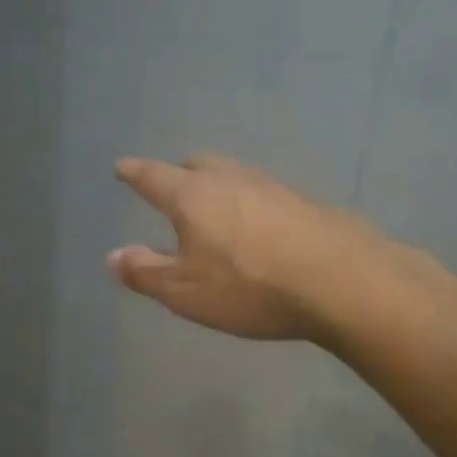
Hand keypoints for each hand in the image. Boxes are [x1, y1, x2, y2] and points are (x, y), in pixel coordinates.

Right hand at [107, 152, 401, 343]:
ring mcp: (272, 187)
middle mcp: (230, 180)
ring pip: (235, 175)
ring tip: (215, 211)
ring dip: (218, 187)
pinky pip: (265, 194)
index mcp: (192, 196)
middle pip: (198, 164)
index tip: (122, 167)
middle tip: (173, 190)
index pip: (153, 176)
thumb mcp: (185, 291)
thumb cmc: (249, 287)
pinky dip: (250, 205)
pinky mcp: (306, 202)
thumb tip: (112, 256)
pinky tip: (259, 229)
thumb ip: (145, 272)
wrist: (343, 283)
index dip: (134, 172)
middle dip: (180, 174)